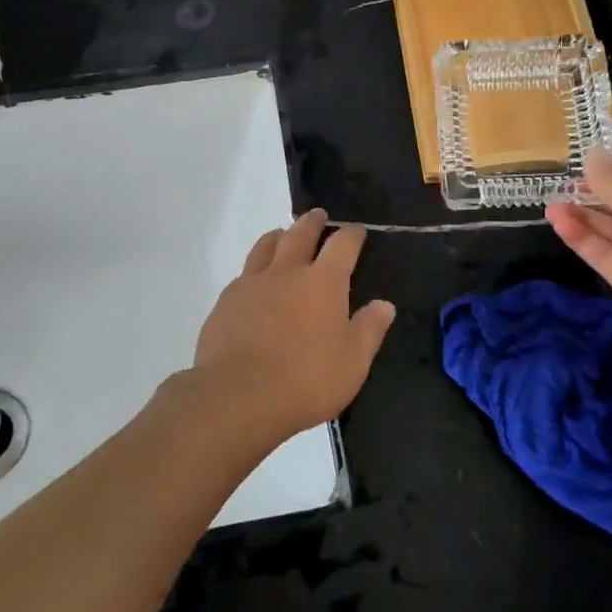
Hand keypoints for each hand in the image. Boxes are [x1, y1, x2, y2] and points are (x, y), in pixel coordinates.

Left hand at [190, 209, 395, 442]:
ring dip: (278, 236)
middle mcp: (287, 272)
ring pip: (266, 246)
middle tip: (318, 215)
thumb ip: (370, 329)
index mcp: (324, 282)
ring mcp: (252, 283)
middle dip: (312, 222)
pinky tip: (254, 281)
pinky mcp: (226, 302)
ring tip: (282, 235)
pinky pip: (244, 274)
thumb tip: (385, 305)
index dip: (352, 235)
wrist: (238, 396)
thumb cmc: (306, 380)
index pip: (342, 245)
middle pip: (300, 234)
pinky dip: (254, 268)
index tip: (356, 231)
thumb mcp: (353, 362)